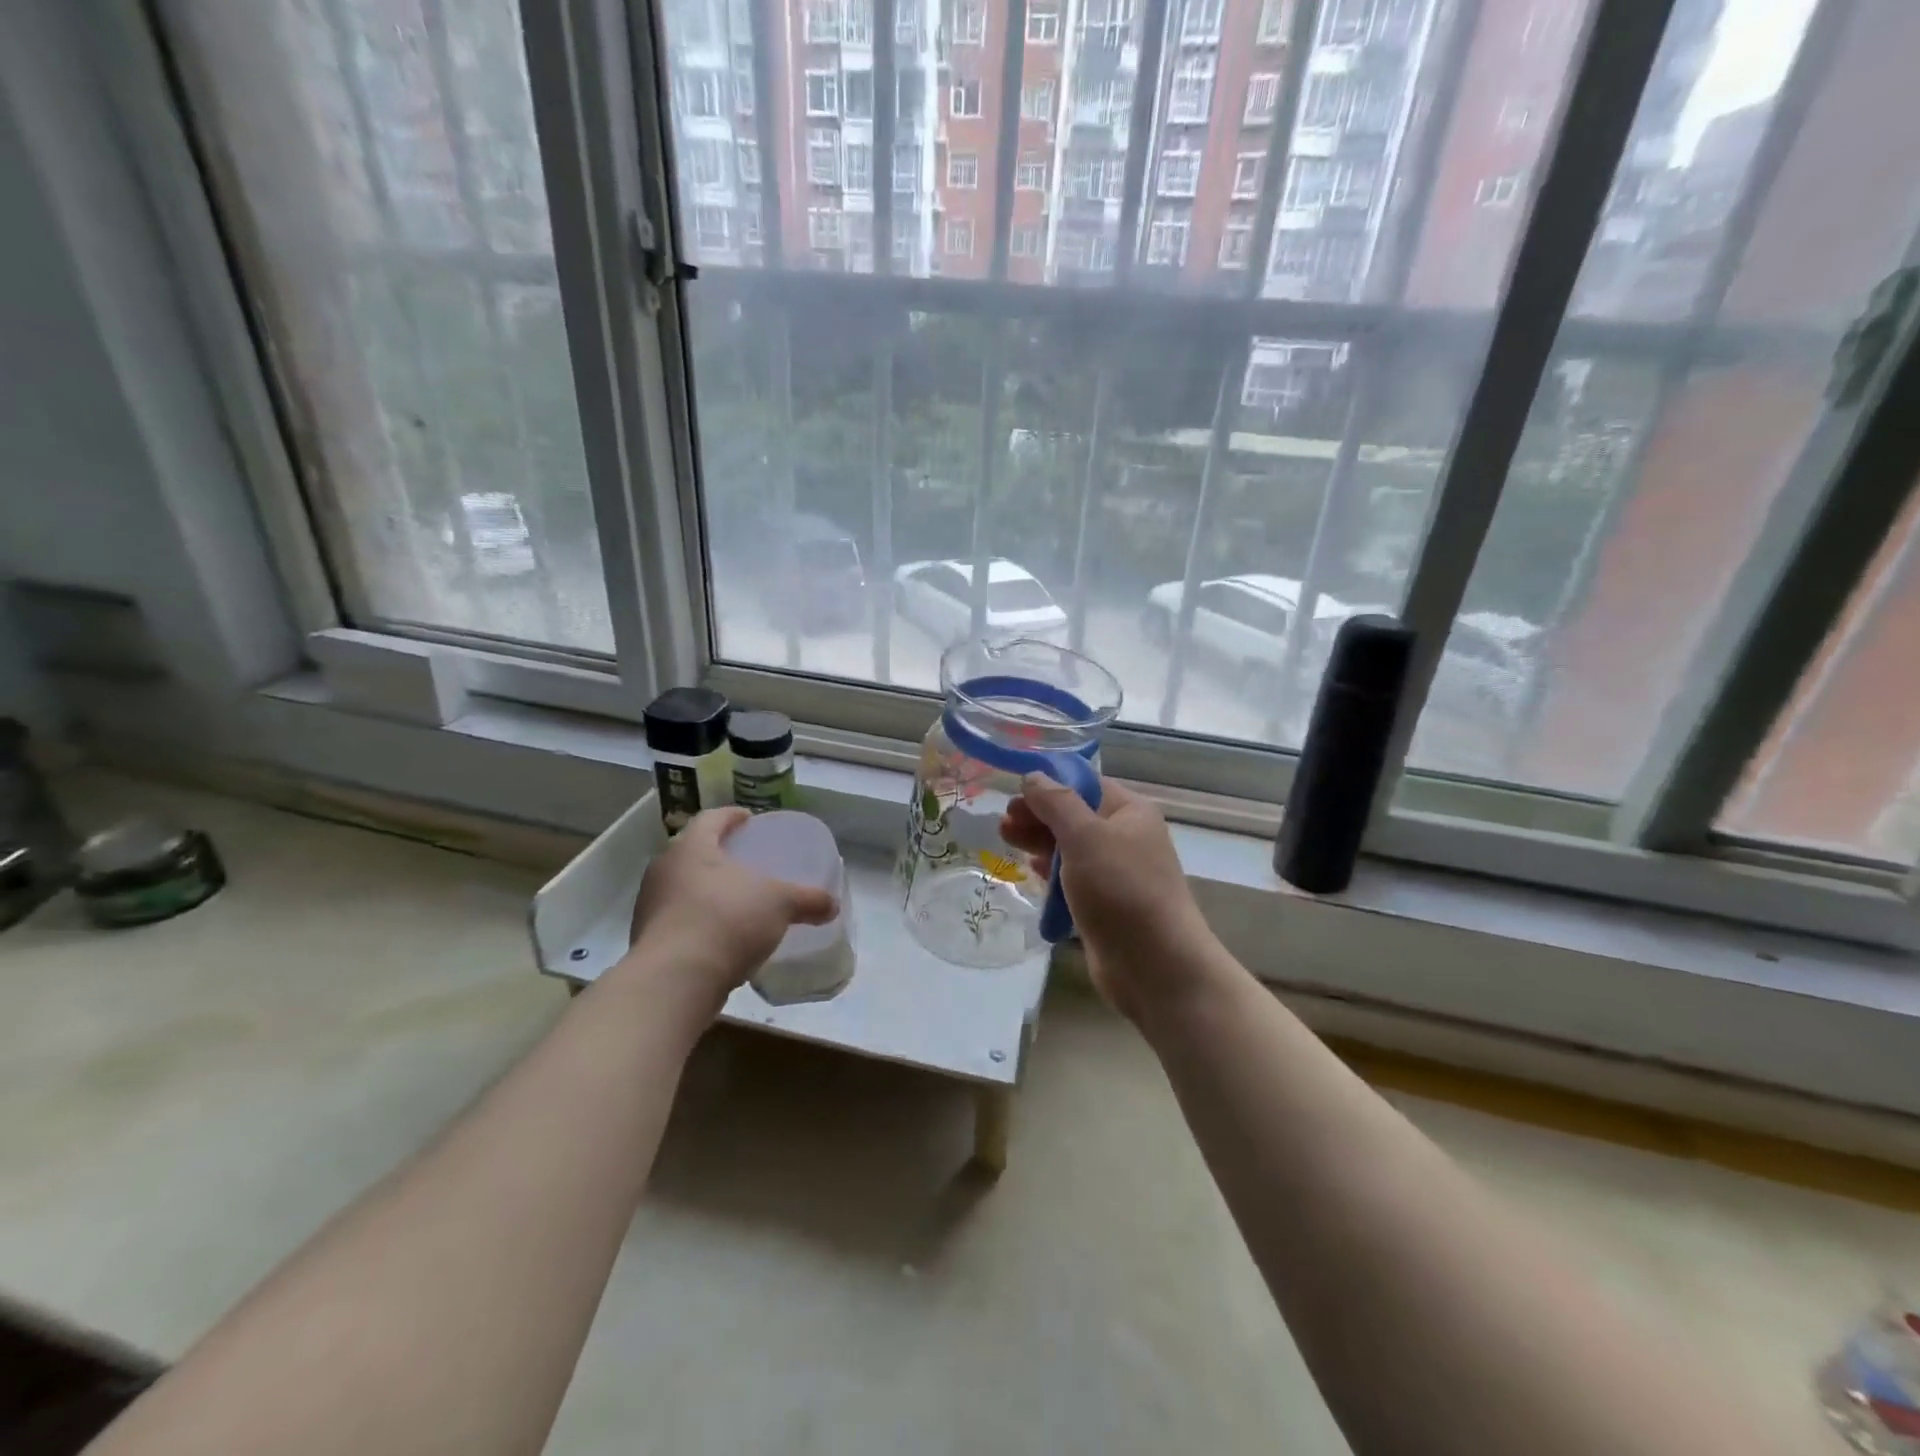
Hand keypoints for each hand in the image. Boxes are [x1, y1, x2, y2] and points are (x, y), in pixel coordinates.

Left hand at [620, 808, 837, 1014]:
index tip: (749, 819)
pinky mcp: (647, 940)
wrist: (675, 980)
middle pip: (693, 851)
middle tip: (745, 862)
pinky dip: (698, 921)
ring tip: (735, 901)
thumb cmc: (727, 920)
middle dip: (719, 855)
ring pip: (682, 887)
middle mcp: (664, 870)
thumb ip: (807, 900)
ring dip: (706, 890)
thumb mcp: (780, 904)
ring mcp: (650, 906)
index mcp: (691, 847)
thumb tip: (831, 905)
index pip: (711, 818)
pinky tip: (720, 936)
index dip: (732, 815)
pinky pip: (677, 920)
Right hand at [1000, 775, 1222, 1023]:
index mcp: (1131, 812)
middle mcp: (1127, 837)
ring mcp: (1117, 873)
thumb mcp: (1085, 837)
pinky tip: (1030, 870)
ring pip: (1071, 848)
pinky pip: (1073, 879)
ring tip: (1005, 839)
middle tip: (1004, 822)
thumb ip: (1057, 803)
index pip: (1085, 785)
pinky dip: (1051, 872)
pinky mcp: (1105, 904)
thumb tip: (1034, 776)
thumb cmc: (1121, 890)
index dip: (1049, 785)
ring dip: (1039, 842)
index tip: (1013, 792)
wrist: (1155, 965)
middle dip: (1038, 815)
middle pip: (1075, 816)